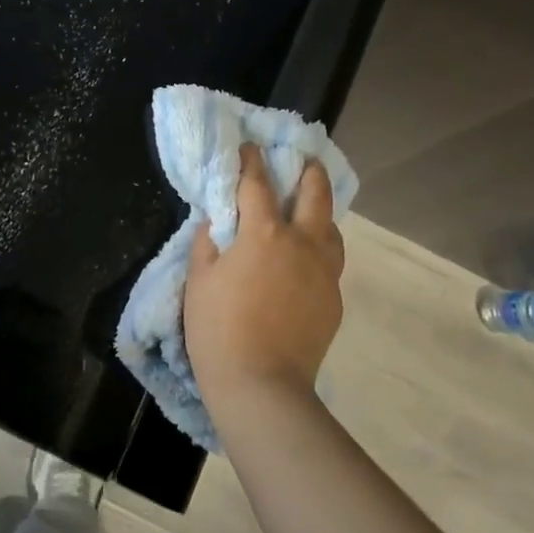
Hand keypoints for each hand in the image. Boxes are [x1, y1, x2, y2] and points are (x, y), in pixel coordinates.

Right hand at [184, 142, 344, 407]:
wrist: (262, 385)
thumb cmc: (218, 329)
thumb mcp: (199, 280)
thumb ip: (208, 242)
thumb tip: (217, 221)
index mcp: (264, 233)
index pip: (257, 184)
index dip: (251, 161)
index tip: (249, 147)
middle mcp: (303, 243)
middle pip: (315, 193)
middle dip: (309, 171)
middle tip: (302, 161)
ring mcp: (325, 272)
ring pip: (332, 228)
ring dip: (320, 212)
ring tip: (308, 211)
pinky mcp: (334, 299)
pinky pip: (330, 263)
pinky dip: (319, 250)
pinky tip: (305, 262)